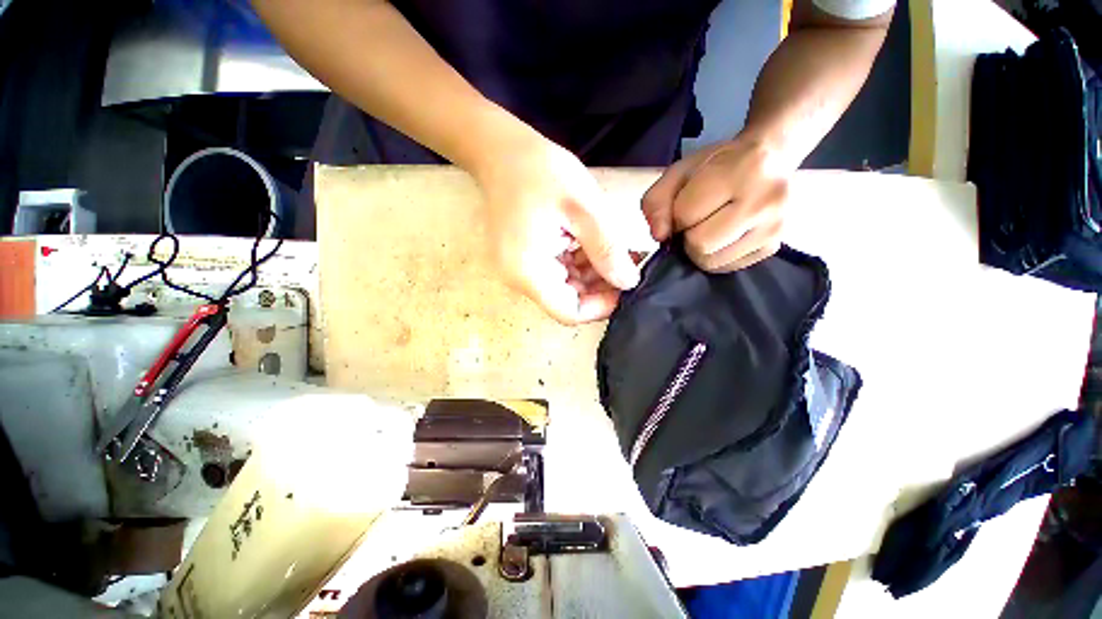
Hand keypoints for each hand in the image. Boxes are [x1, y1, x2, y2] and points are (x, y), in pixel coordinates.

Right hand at [477, 139, 650, 324]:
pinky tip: (594, 244)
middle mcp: (520, 279)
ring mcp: (520, 270)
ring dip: (592, 274)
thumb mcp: (584, 207)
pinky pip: (557, 272)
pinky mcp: (524, 259)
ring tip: (616, 252)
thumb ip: (608, 249)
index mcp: (528, 271)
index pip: (569, 313)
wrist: (501, 152)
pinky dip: (579, 263)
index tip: (626, 285)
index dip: (600, 306)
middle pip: (568, 301)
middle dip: (600, 287)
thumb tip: (629, 282)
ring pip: (565, 287)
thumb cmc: (541, 172)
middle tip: (627, 264)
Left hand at [642, 135, 791, 271]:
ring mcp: (774, 227)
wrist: (771, 158)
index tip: (685, 206)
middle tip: (697, 220)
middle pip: (700, 244)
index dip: (675, 216)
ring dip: (699, 249)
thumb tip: (659, 236)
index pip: (685, 216)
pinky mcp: (774, 247)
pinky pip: (725, 267)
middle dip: (687, 236)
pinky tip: (722, 237)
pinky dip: (714, 256)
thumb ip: (656, 202)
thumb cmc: (717, 165)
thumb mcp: (678, 173)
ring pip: (711, 261)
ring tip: (709, 228)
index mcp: (742, 170)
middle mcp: (764, 201)